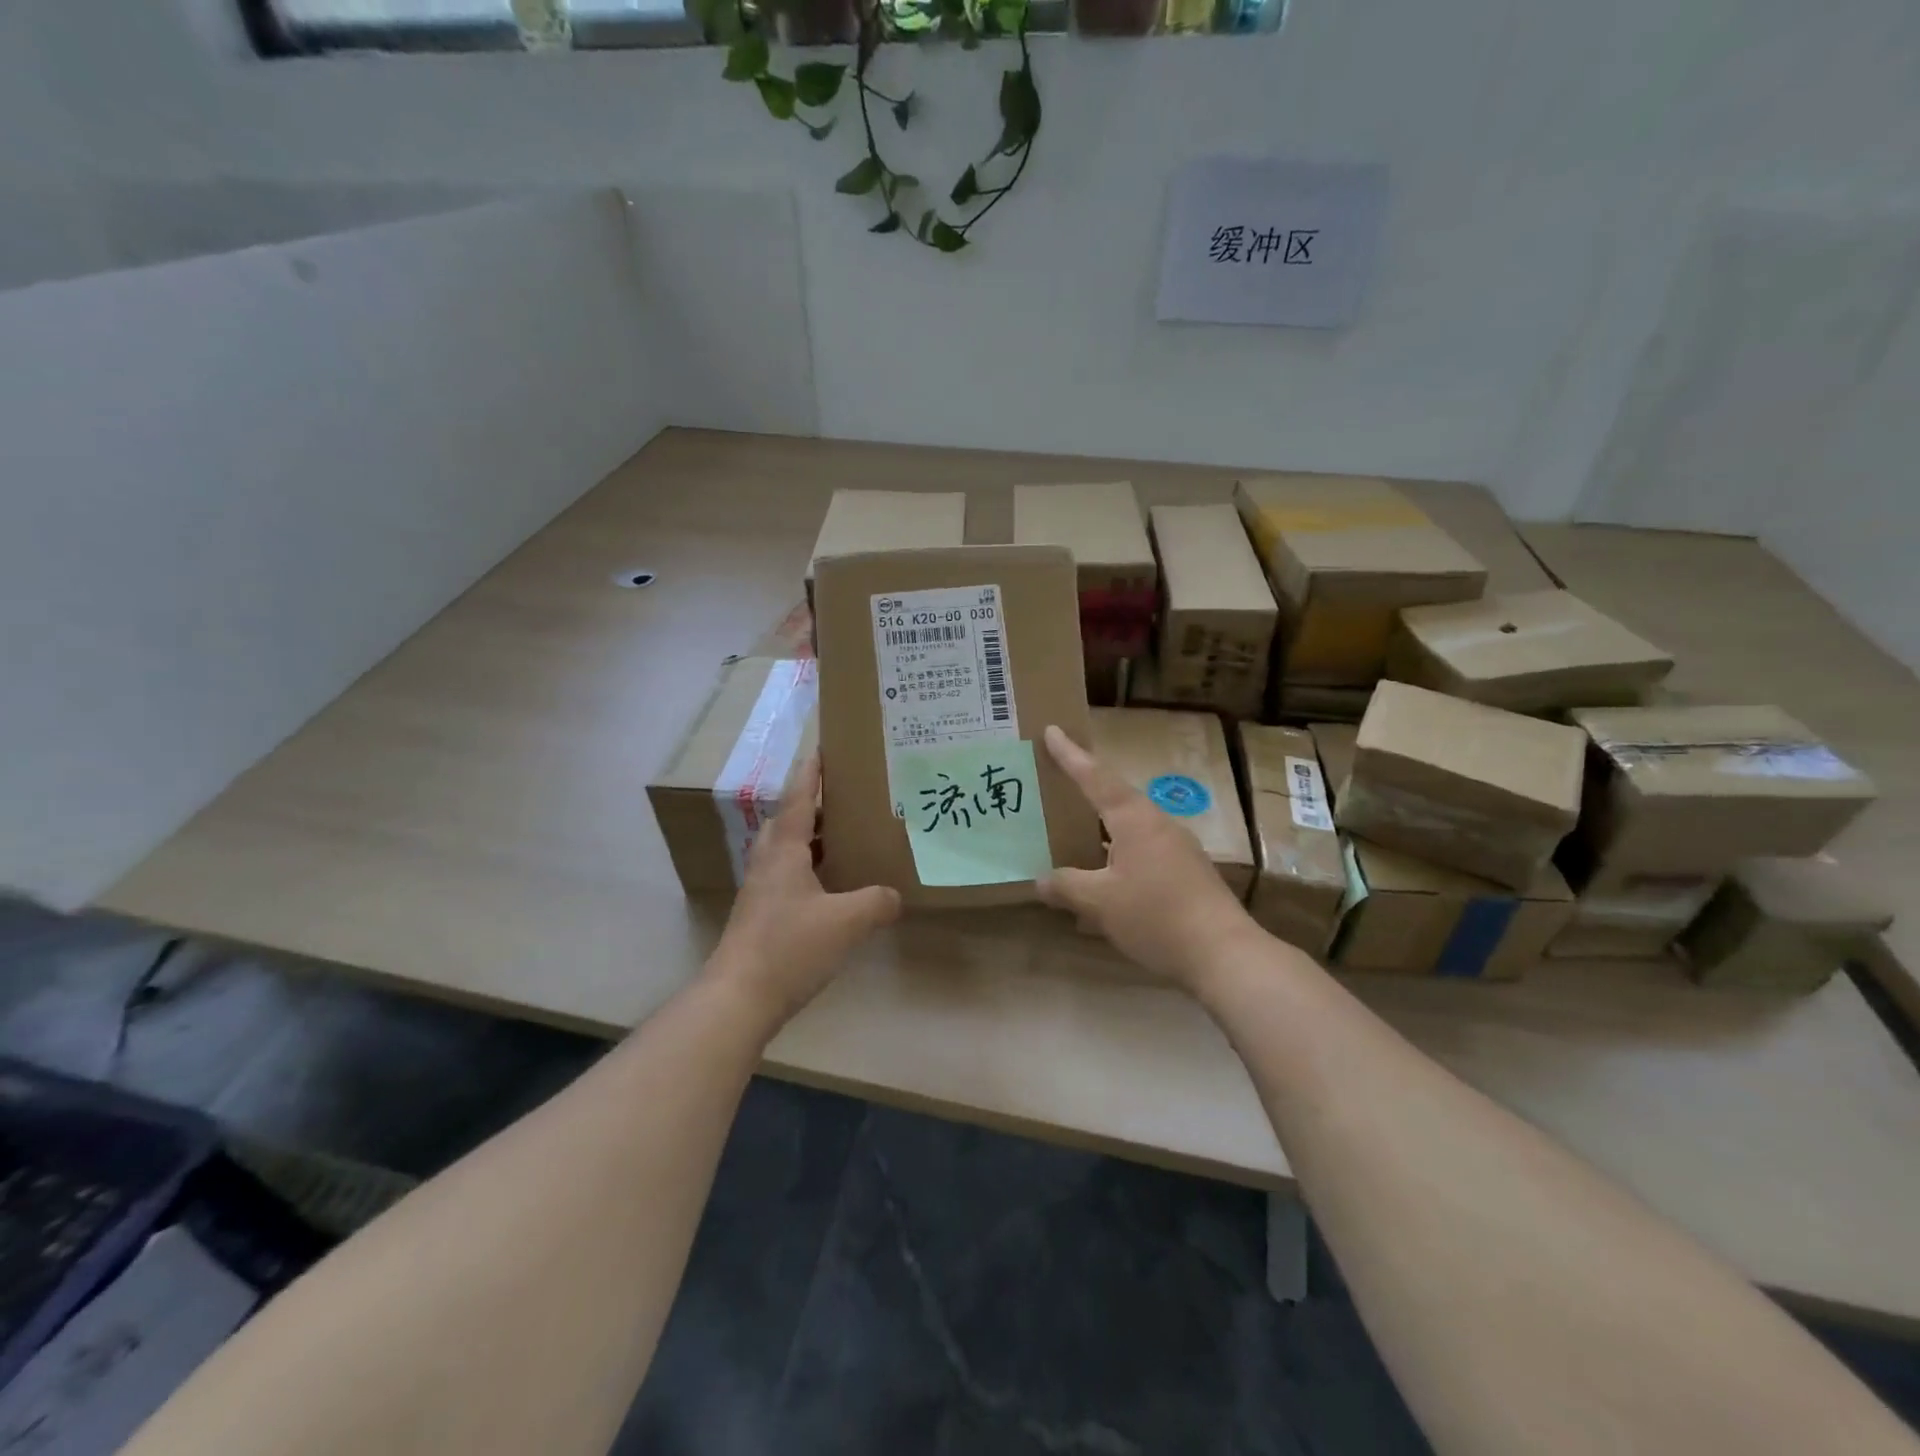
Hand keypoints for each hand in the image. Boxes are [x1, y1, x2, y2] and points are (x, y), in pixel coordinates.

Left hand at [709, 755, 901, 1025]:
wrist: (738, 998)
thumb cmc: (790, 947)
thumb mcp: (847, 922)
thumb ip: (876, 902)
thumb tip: (895, 896)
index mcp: (785, 851)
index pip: (800, 799)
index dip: (812, 773)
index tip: (823, 748)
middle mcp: (768, 863)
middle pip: (790, 822)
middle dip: (815, 806)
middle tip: (846, 801)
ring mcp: (761, 891)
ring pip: (787, 851)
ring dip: (812, 840)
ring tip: (845, 840)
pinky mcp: (760, 916)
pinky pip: (788, 877)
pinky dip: (810, 870)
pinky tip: (832, 889)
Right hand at [1036, 725, 1260, 990]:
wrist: (1225, 954)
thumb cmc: (1157, 916)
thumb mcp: (1100, 903)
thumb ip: (1066, 887)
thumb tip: (1040, 880)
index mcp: (1135, 819)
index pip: (1095, 778)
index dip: (1071, 756)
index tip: (1052, 731)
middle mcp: (1158, 824)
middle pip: (1115, 799)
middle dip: (1086, 791)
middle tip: (1058, 781)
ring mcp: (1177, 849)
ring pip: (1129, 830)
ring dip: (1101, 832)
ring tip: (1074, 837)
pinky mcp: (1187, 874)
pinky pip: (1142, 854)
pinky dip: (1117, 860)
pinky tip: (1105, 886)